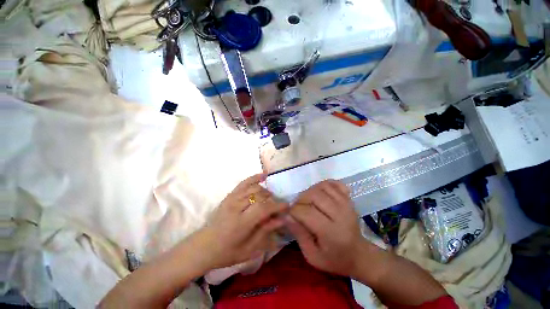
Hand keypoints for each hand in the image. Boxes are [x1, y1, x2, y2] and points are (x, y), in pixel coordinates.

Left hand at [194, 174, 288, 269]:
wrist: (204, 246)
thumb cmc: (227, 252)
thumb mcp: (249, 249)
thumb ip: (266, 231)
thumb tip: (282, 219)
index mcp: (240, 223)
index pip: (263, 208)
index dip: (277, 205)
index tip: (287, 206)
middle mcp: (236, 207)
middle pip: (260, 196)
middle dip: (273, 200)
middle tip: (278, 206)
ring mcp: (232, 198)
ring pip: (255, 188)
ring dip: (266, 192)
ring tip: (271, 199)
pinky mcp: (230, 195)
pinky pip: (244, 182)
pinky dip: (255, 177)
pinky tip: (264, 175)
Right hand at [286, 180, 365, 276]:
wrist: (359, 255)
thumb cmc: (334, 259)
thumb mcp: (312, 256)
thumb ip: (299, 235)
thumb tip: (287, 216)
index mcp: (331, 232)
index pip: (306, 212)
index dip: (293, 211)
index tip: (289, 215)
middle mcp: (340, 214)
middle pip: (313, 195)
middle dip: (300, 199)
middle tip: (297, 208)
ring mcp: (346, 204)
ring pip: (322, 186)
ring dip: (309, 191)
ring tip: (306, 201)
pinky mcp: (348, 198)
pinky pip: (333, 183)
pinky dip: (323, 185)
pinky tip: (319, 193)